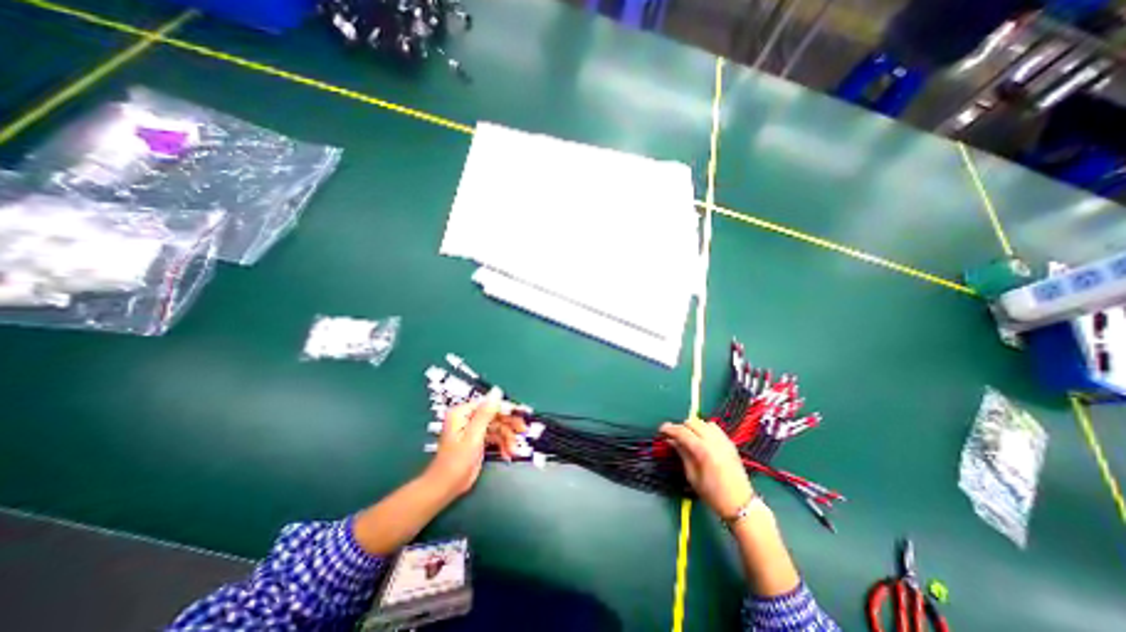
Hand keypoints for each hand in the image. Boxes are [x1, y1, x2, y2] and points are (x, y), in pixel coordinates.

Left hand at [421, 389, 528, 500]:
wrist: (445, 488)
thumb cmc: (456, 462)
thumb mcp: (473, 436)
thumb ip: (485, 413)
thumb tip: (497, 390)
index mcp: (463, 413)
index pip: (490, 404)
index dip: (507, 409)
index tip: (522, 415)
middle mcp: (468, 417)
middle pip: (495, 415)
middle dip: (509, 425)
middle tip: (523, 431)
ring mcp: (474, 429)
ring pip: (498, 426)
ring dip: (507, 438)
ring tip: (513, 450)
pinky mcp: (478, 440)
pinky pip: (495, 436)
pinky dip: (502, 444)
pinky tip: (508, 454)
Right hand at [661, 414, 750, 517]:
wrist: (741, 505)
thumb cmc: (713, 495)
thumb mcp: (692, 476)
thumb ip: (682, 454)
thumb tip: (671, 440)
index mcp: (703, 450)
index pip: (682, 432)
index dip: (670, 429)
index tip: (661, 430)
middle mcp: (713, 441)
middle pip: (692, 423)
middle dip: (681, 427)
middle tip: (674, 436)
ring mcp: (723, 440)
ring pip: (703, 422)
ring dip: (693, 427)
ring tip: (689, 437)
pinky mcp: (730, 443)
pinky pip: (714, 427)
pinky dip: (705, 428)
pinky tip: (702, 438)